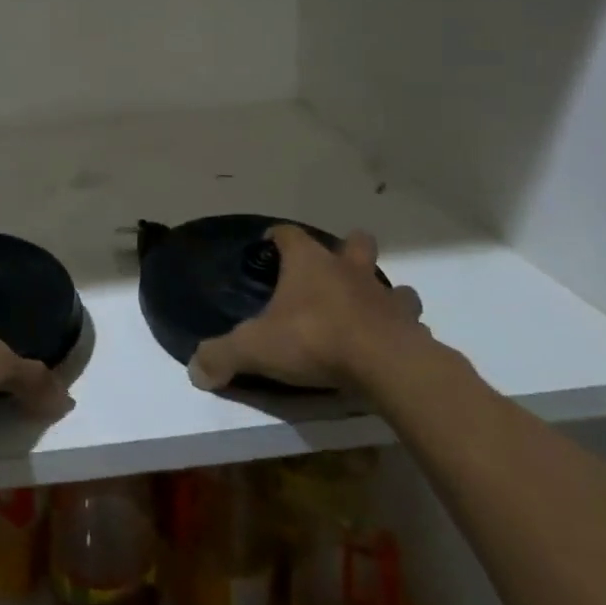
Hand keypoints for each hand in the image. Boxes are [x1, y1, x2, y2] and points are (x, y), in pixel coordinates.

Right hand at [188, 225, 426, 391]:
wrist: (387, 366)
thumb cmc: (315, 340)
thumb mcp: (255, 348)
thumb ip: (222, 355)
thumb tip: (194, 369)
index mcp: (310, 264)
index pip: (290, 235)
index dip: (279, 236)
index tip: (271, 243)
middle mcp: (349, 271)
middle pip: (354, 243)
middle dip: (347, 250)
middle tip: (332, 270)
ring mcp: (385, 298)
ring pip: (391, 284)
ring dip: (381, 293)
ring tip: (368, 311)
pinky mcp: (411, 329)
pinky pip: (409, 324)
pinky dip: (401, 331)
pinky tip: (390, 347)